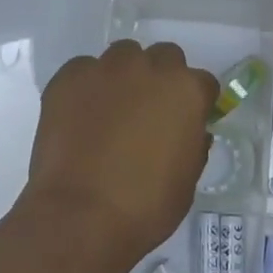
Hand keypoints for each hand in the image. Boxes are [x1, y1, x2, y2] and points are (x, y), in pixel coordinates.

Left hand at [22, 41, 218, 264]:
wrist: (80, 216)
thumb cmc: (145, 207)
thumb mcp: (187, 181)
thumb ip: (192, 145)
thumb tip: (189, 132)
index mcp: (186, 90)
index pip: (203, 83)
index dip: (196, 103)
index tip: (186, 121)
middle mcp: (150, 67)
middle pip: (164, 57)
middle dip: (161, 78)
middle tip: (148, 111)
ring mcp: (106, 68)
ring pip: (123, 56)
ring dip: (124, 76)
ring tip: (111, 109)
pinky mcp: (69, 76)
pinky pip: (83, 70)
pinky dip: (86, 87)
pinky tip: (79, 116)